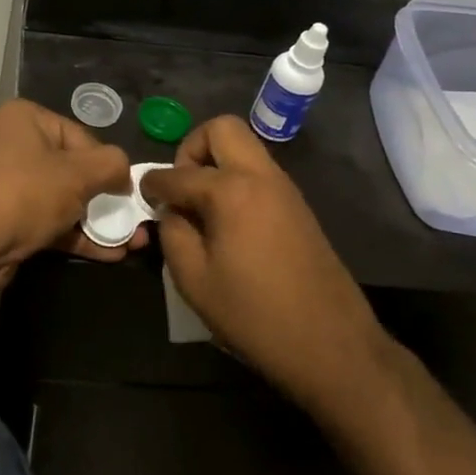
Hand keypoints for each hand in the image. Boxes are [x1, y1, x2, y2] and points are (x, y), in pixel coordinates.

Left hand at [0, 99, 141, 296]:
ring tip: (133, 243)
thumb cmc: (25, 193)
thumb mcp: (78, 173)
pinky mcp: (7, 220)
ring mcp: (8, 185)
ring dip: (97, 221)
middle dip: (107, 198)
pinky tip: (110, 254)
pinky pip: (50, 222)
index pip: (81, 137)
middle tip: (136, 221)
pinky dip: (77, 235)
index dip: (108, 165)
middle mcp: (14, 145)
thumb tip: (125, 172)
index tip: (127, 192)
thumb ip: (111, 165)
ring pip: (63, 200)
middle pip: (73, 170)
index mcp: (26, 119)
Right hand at [139, 116, 384, 412]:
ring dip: (217, 162)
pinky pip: (259, 172)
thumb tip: (171, 212)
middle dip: (192, 148)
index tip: (142, 194)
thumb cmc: (255, 316)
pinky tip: (228, 222)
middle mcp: (260, 176)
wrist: (333, 345)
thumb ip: (173, 234)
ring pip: (244, 147)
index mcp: (231, 191)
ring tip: (201, 208)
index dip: (153, 183)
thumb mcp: (195, 281)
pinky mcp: (298, 206)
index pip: (178, 173)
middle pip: (222, 129)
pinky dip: (237, 180)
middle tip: (182, 188)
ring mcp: (285, 188)